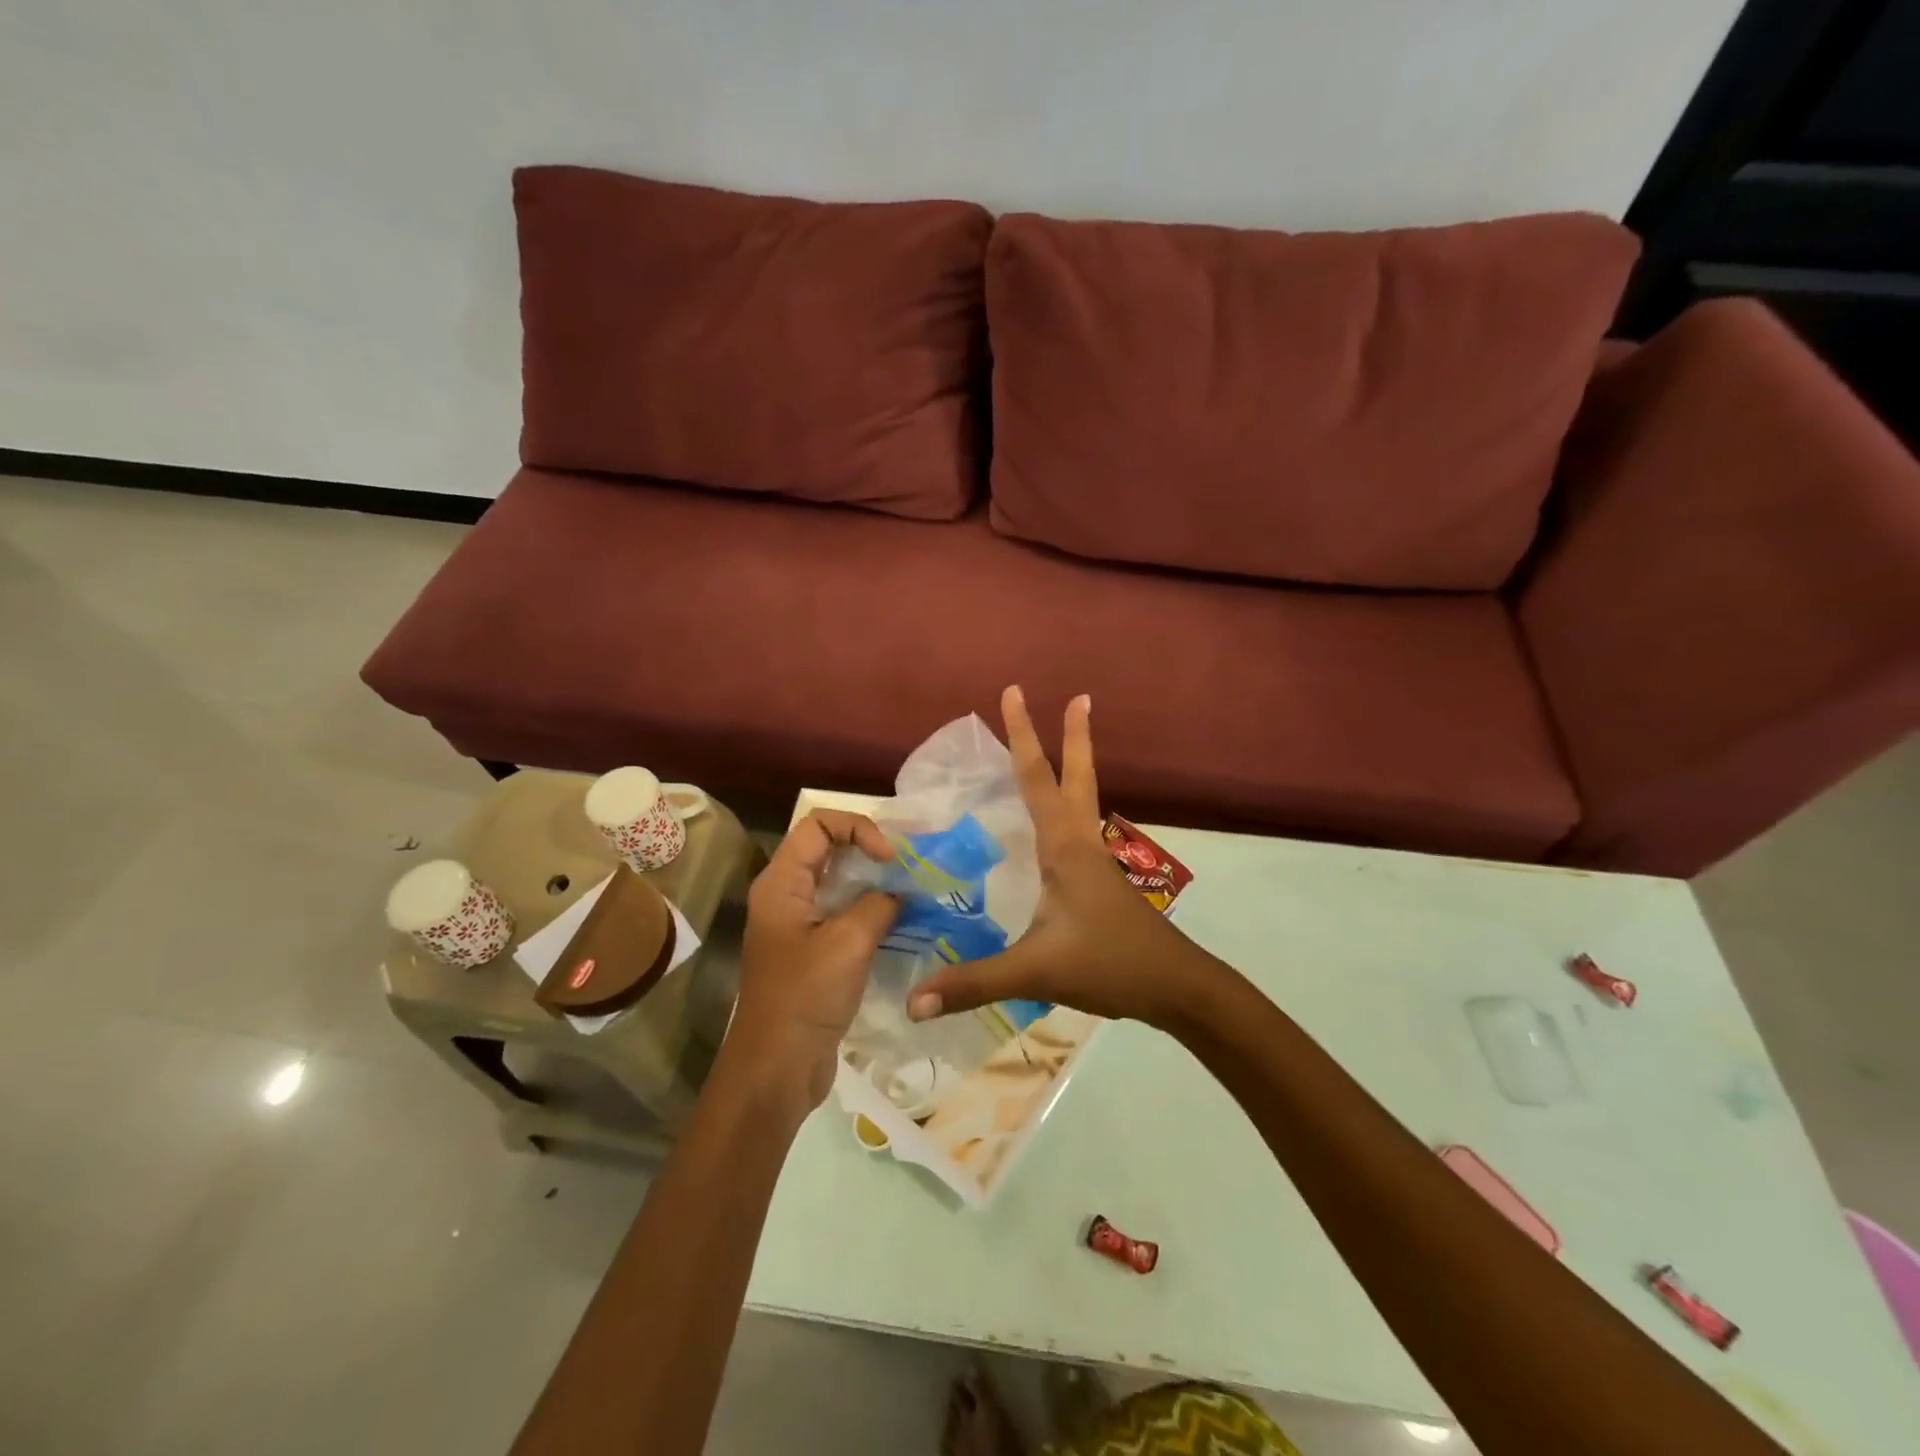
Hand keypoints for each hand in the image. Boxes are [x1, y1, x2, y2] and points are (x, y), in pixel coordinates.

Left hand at [729, 811, 899, 1107]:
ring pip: (837, 884)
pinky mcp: (810, 953)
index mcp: (781, 884)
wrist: (776, 1069)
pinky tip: (899, 925)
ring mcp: (796, 925)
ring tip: (910, 893)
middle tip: (907, 869)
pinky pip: (841, 915)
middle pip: (827, 850)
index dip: (857, 828)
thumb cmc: (805, 998)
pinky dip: (868, 912)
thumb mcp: (849, 943)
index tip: (890, 858)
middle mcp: (785, 896)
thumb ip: (878, 904)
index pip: (818, 825)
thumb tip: (897, 894)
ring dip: (872, 883)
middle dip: (869, 851)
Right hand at [906, 685, 1212, 1027]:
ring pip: (1082, 799)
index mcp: (1064, 846)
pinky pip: (1078, 828)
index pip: (1037, 778)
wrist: (1176, 988)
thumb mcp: (1036, 971)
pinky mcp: (1100, 881)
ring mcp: (1095, 861)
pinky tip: (1056, 824)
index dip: (1023, 735)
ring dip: (1076, 764)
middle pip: (1076, 776)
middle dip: (1074, 735)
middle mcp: (1081, 842)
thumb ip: (973, 983)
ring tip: (1070, 738)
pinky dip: (1069, 805)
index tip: (1015, 691)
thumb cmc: (1109, 964)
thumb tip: (911, 1003)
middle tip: (1080, 696)